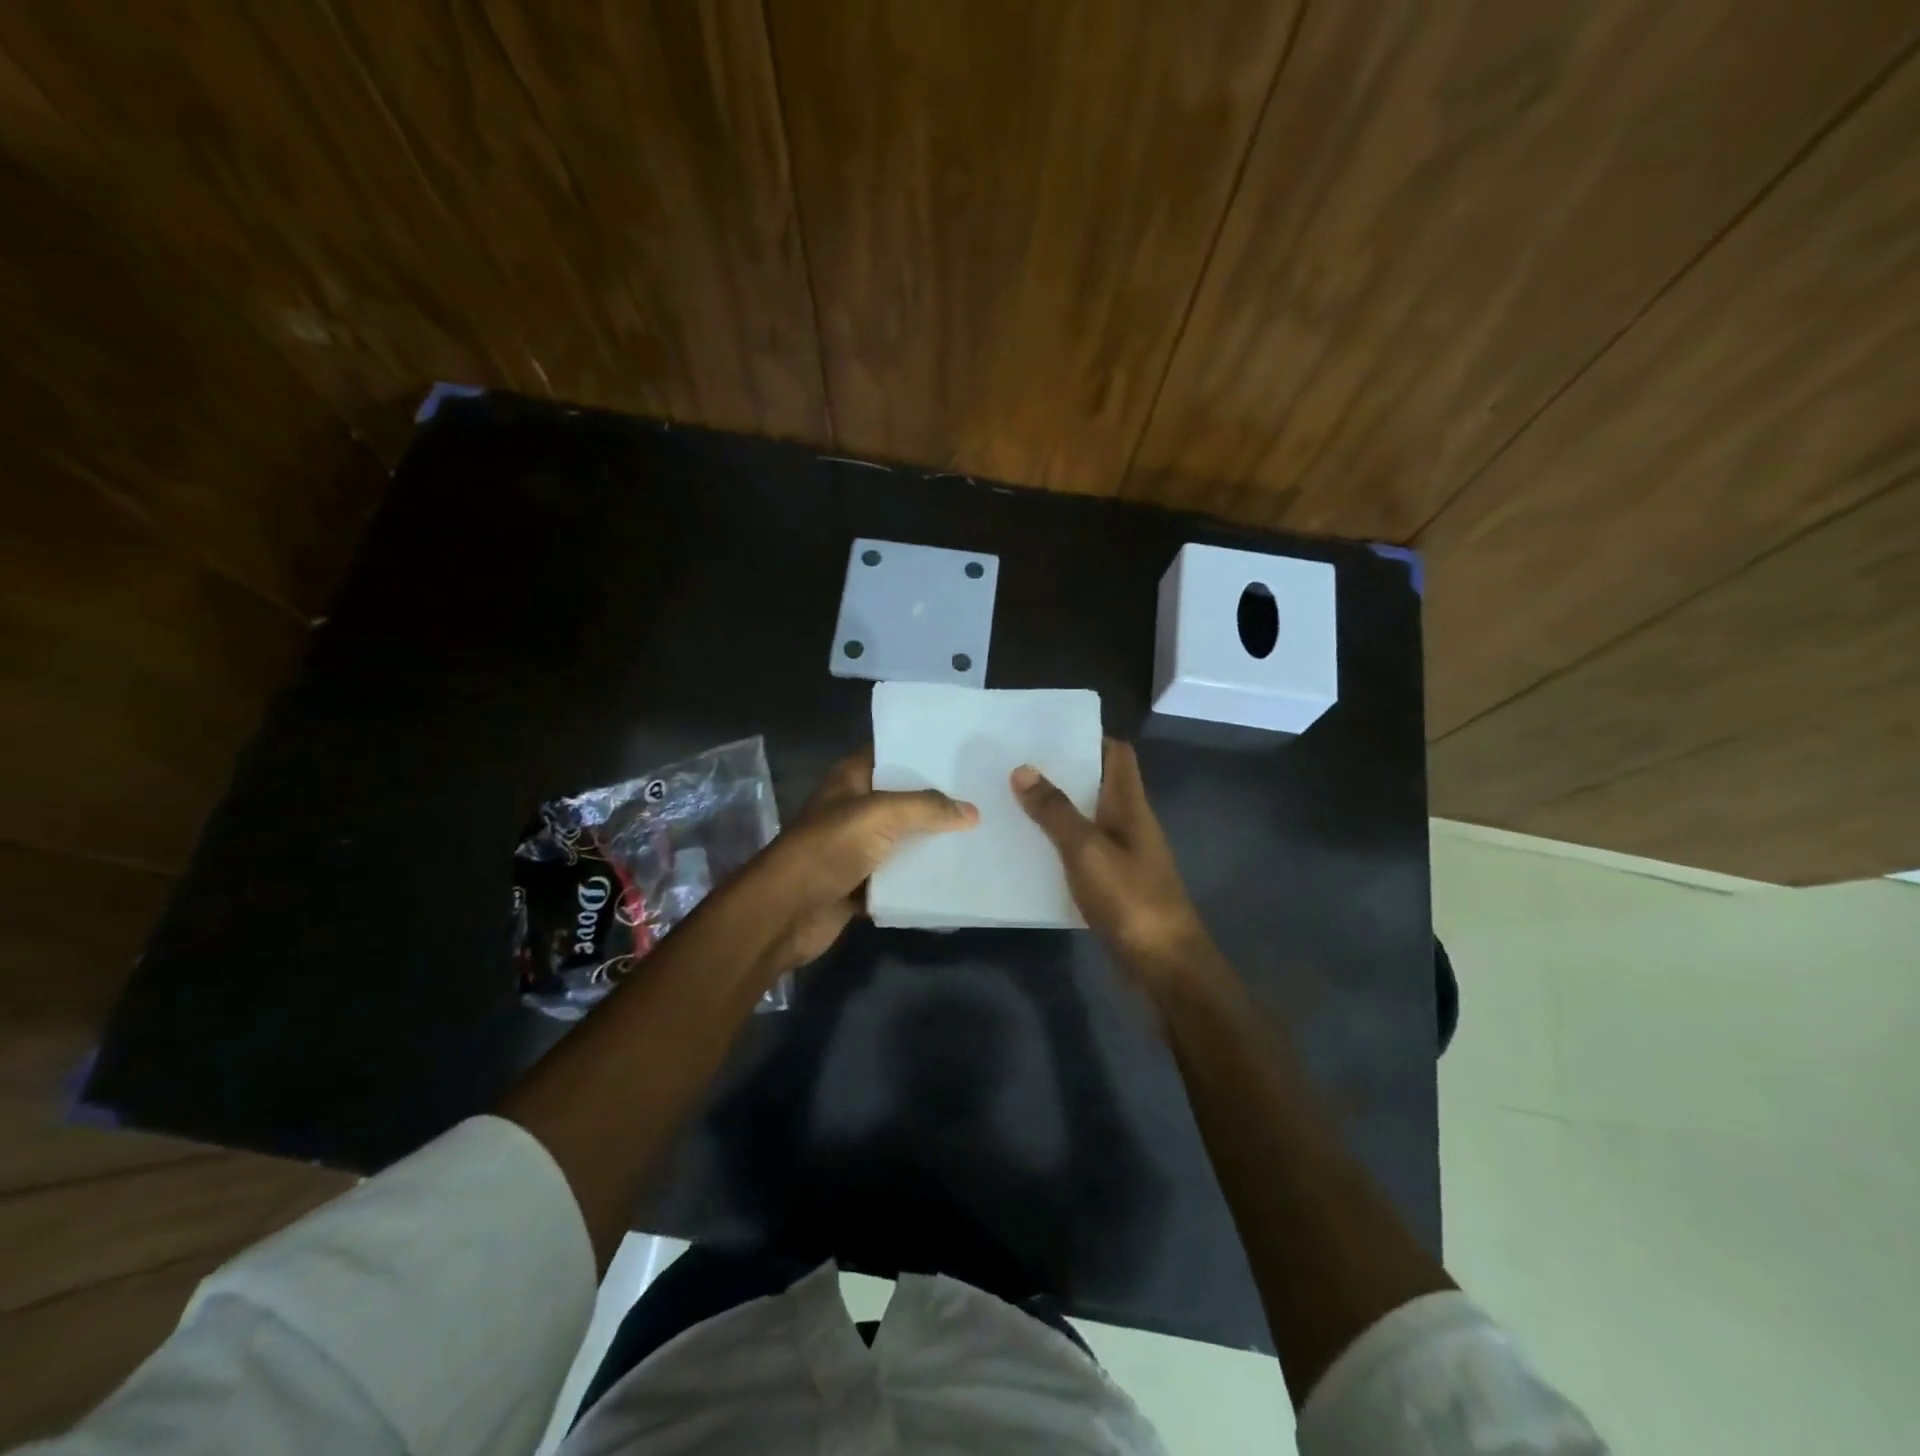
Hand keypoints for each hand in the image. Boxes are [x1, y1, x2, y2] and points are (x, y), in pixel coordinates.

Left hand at [750, 744, 977, 970]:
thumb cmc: (827, 849)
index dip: (923, 751)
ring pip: (904, 841)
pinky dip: (920, 880)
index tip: (964, 754)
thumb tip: (972, 812)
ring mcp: (856, 848)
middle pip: (903, 800)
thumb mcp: (879, 815)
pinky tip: (957, 876)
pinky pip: (899, 878)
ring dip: (933, 843)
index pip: (891, 754)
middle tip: (986, 797)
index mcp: (851, 780)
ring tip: (981, 836)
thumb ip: (927, 807)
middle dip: (939, 801)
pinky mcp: (861, 885)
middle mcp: (854, 809)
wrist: (785, 913)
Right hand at [1012, 740, 1210, 986]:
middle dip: (1063, 773)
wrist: (1163, 964)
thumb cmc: (1130, 899)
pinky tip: (1029, 850)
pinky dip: (1059, 845)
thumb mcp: (1086, 850)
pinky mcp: (1114, 884)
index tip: (1048, 734)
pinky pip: (1083, 852)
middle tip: (1016, 766)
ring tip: (1012, 801)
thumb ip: (1055, 811)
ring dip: (1058, 810)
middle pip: (1100, 784)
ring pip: (1088, 819)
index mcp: (1130, 806)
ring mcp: (1124, 855)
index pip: (1118, 754)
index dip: (1089, 738)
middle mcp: (1130, 823)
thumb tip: (1023, 769)